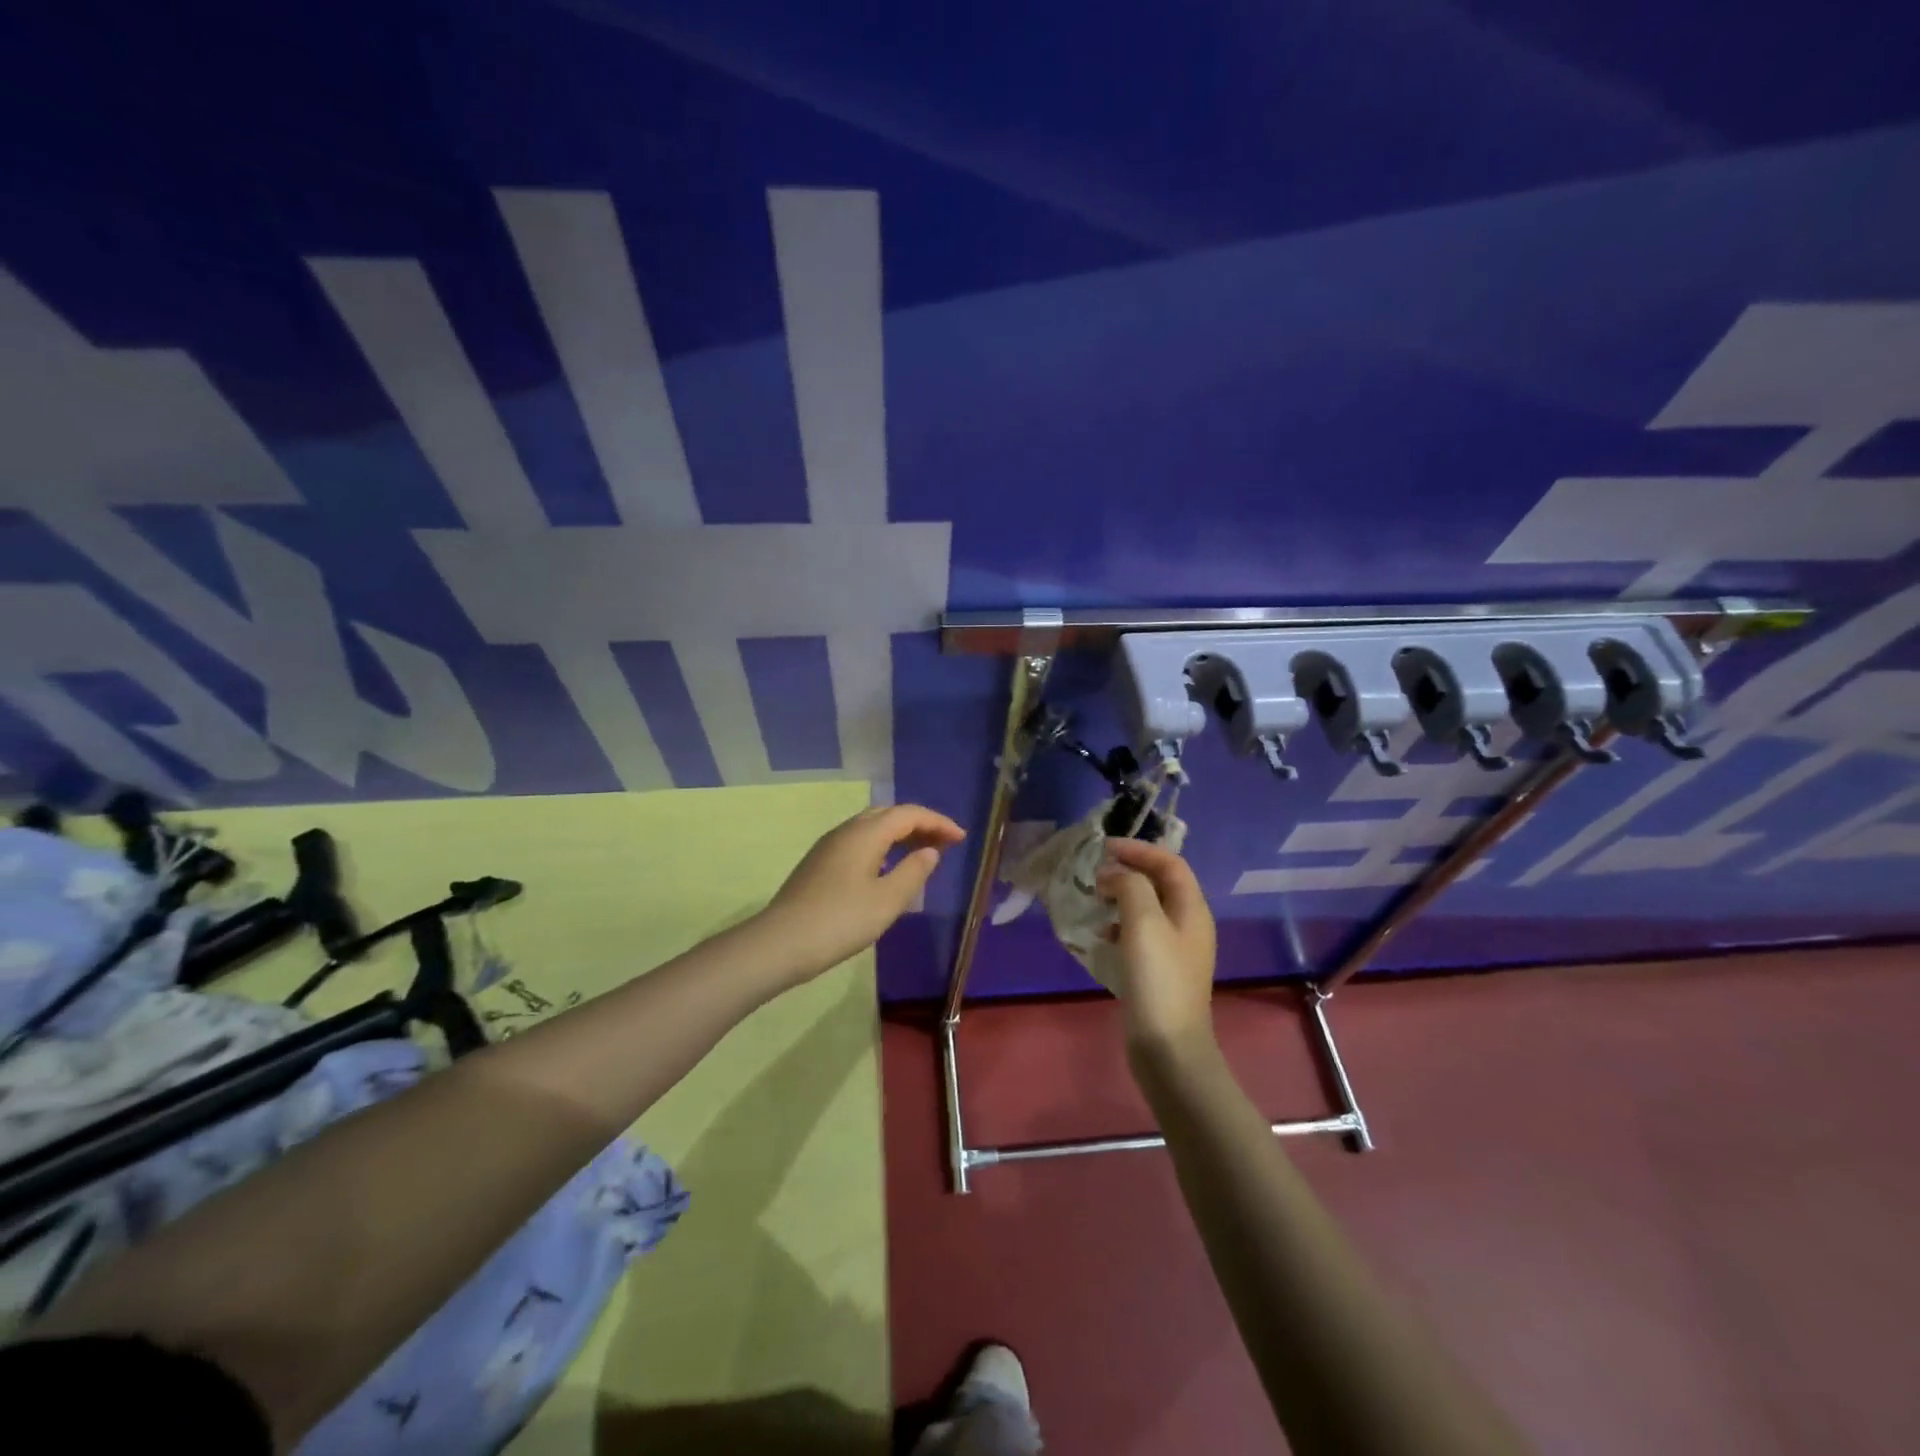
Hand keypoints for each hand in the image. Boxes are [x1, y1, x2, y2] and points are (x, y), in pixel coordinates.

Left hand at [760, 804, 964, 979]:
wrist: (781, 943)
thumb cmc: (840, 921)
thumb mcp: (887, 901)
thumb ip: (913, 872)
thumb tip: (929, 851)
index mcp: (865, 833)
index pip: (908, 814)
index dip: (937, 822)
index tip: (961, 837)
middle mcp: (846, 831)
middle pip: (889, 814)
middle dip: (920, 824)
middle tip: (944, 843)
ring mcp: (829, 846)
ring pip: (872, 827)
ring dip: (900, 834)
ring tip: (922, 853)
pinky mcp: (819, 863)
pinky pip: (860, 841)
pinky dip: (883, 846)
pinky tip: (888, 867)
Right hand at [1096, 839, 1217, 1055]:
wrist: (1168, 1048)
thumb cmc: (1157, 979)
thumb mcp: (1143, 923)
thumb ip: (1131, 886)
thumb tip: (1115, 874)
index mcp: (1192, 910)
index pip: (1170, 864)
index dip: (1139, 850)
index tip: (1105, 847)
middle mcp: (1188, 926)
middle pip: (1161, 884)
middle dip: (1129, 871)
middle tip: (1096, 873)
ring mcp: (1175, 951)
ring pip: (1148, 909)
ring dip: (1122, 897)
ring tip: (1096, 899)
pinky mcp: (1159, 972)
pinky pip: (1139, 934)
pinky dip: (1119, 925)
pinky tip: (1101, 936)